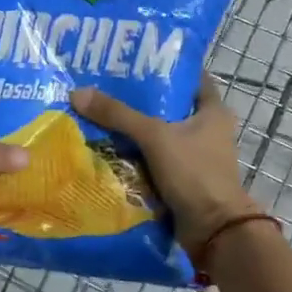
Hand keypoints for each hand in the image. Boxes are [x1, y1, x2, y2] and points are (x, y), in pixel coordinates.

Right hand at [70, 75, 262, 251]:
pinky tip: (106, 148)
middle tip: (103, 87)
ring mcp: (195, 157)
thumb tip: (78, 92)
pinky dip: (134, 156)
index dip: (165, 67)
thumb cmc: (194, 173)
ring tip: (97, 114)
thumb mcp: (155, 137)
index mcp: (213, 111)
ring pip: (158, 135)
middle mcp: (207, 130)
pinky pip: (153, 160)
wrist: (213, 231)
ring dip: (133, 130)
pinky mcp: (182, 179)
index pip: (190, 77)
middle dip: (138, 100)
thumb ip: (118, 115)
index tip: (133, 60)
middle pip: (168, 107)